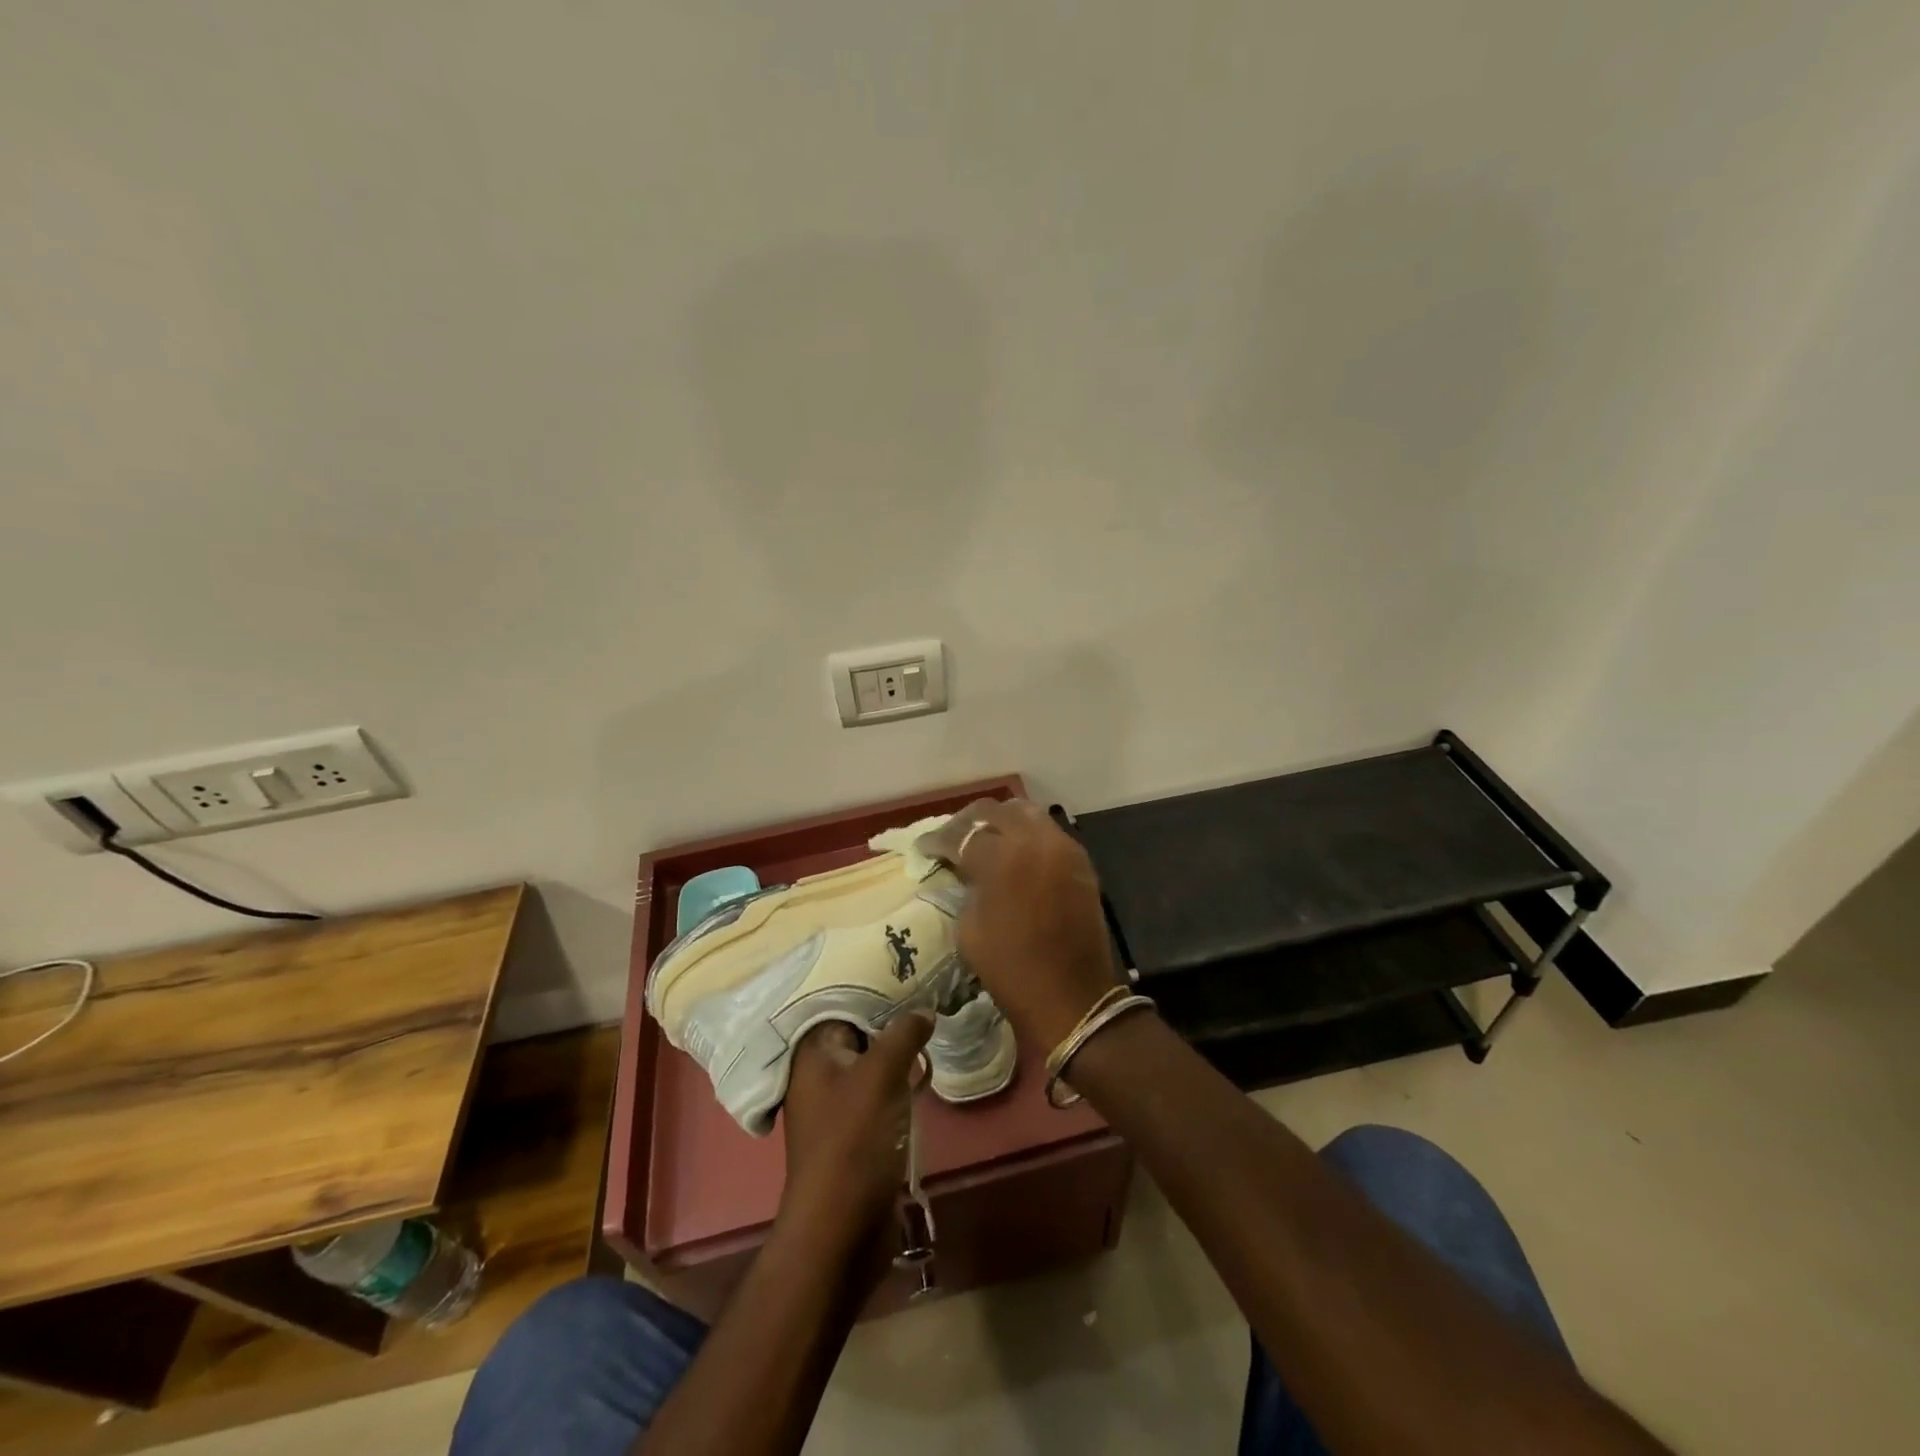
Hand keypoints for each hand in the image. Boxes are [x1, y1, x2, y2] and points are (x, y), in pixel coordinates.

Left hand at [779, 1014, 933, 1265]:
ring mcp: (837, 1106)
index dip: (875, 989)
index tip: (908, 972)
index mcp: (812, 1054)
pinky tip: (924, 1071)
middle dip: (891, 1018)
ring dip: (899, 1050)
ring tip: (933, 1025)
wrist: (842, 1230)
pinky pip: (880, 1093)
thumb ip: (903, 1034)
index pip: (842, 1005)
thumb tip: (924, 1009)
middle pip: (858, 1033)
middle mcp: (819, 1075)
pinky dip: (899, 1080)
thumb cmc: (853, 1142)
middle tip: (929, 994)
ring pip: (872, 1063)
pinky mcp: (856, 1133)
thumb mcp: (881, 1076)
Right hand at [916, 798, 1121, 1051]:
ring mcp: (1063, 848)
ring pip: (1026, 813)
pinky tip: (1014, 852)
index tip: (923, 848)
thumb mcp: (970, 929)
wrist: (1072, 997)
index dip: (936, 841)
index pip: (961, 835)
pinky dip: (1027, 834)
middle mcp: (1035, 841)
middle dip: (968, 821)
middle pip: (995, 811)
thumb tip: (965, 870)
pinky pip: (1048, 832)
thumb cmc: (1011, 969)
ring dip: (1001, 821)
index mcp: (1002, 858)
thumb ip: (967, 887)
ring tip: (984, 837)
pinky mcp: (1080, 861)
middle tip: (951, 837)